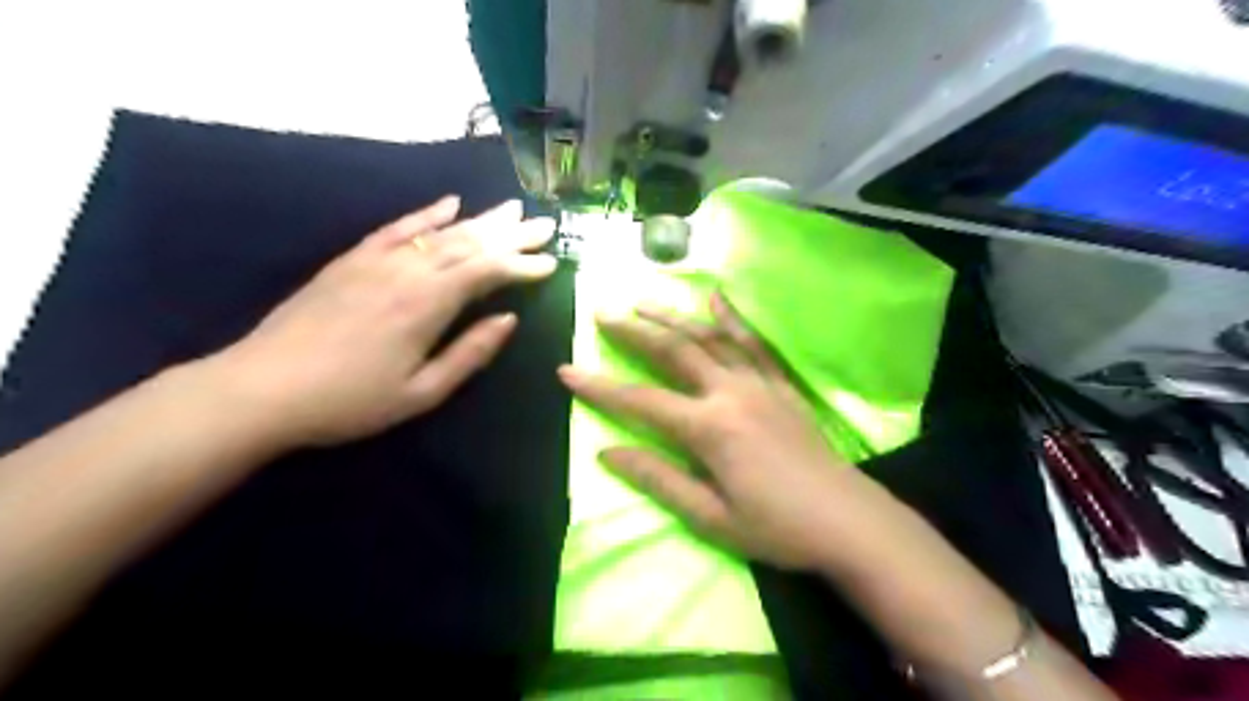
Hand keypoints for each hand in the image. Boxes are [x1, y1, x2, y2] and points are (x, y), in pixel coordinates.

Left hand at [210, 198, 551, 447]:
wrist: (261, 389)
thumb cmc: (350, 402)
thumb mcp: (421, 393)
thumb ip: (470, 354)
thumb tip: (508, 319)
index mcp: (427, 305)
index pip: (488, 272)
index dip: (523, 265)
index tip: (552, 261)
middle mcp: (408, 271)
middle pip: (470, 243)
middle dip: (512, 234)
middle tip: (545, 223)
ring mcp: (378, 261)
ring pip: (441, 231)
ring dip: (481, 219)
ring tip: (512, 208)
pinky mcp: (352, 259)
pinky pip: (398, 227)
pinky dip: (427, 213)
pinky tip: (450, 203)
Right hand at [559, 291, 865, 569]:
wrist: (849, 521)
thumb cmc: (777, 527)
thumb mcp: (710, 517)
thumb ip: (658, 479)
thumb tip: (608, 452)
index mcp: (709, 428)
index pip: (641, 400)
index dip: (600, 387)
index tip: (566, 370)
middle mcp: (730, 393)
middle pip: (673, 352)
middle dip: (634, 332)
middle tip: (603, 313)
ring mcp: (759, 383)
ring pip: (709, 339)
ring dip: (673, 317)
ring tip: (644, 302)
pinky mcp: (781, 385)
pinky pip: (754, 343)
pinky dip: (732, 318)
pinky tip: (715, 298)